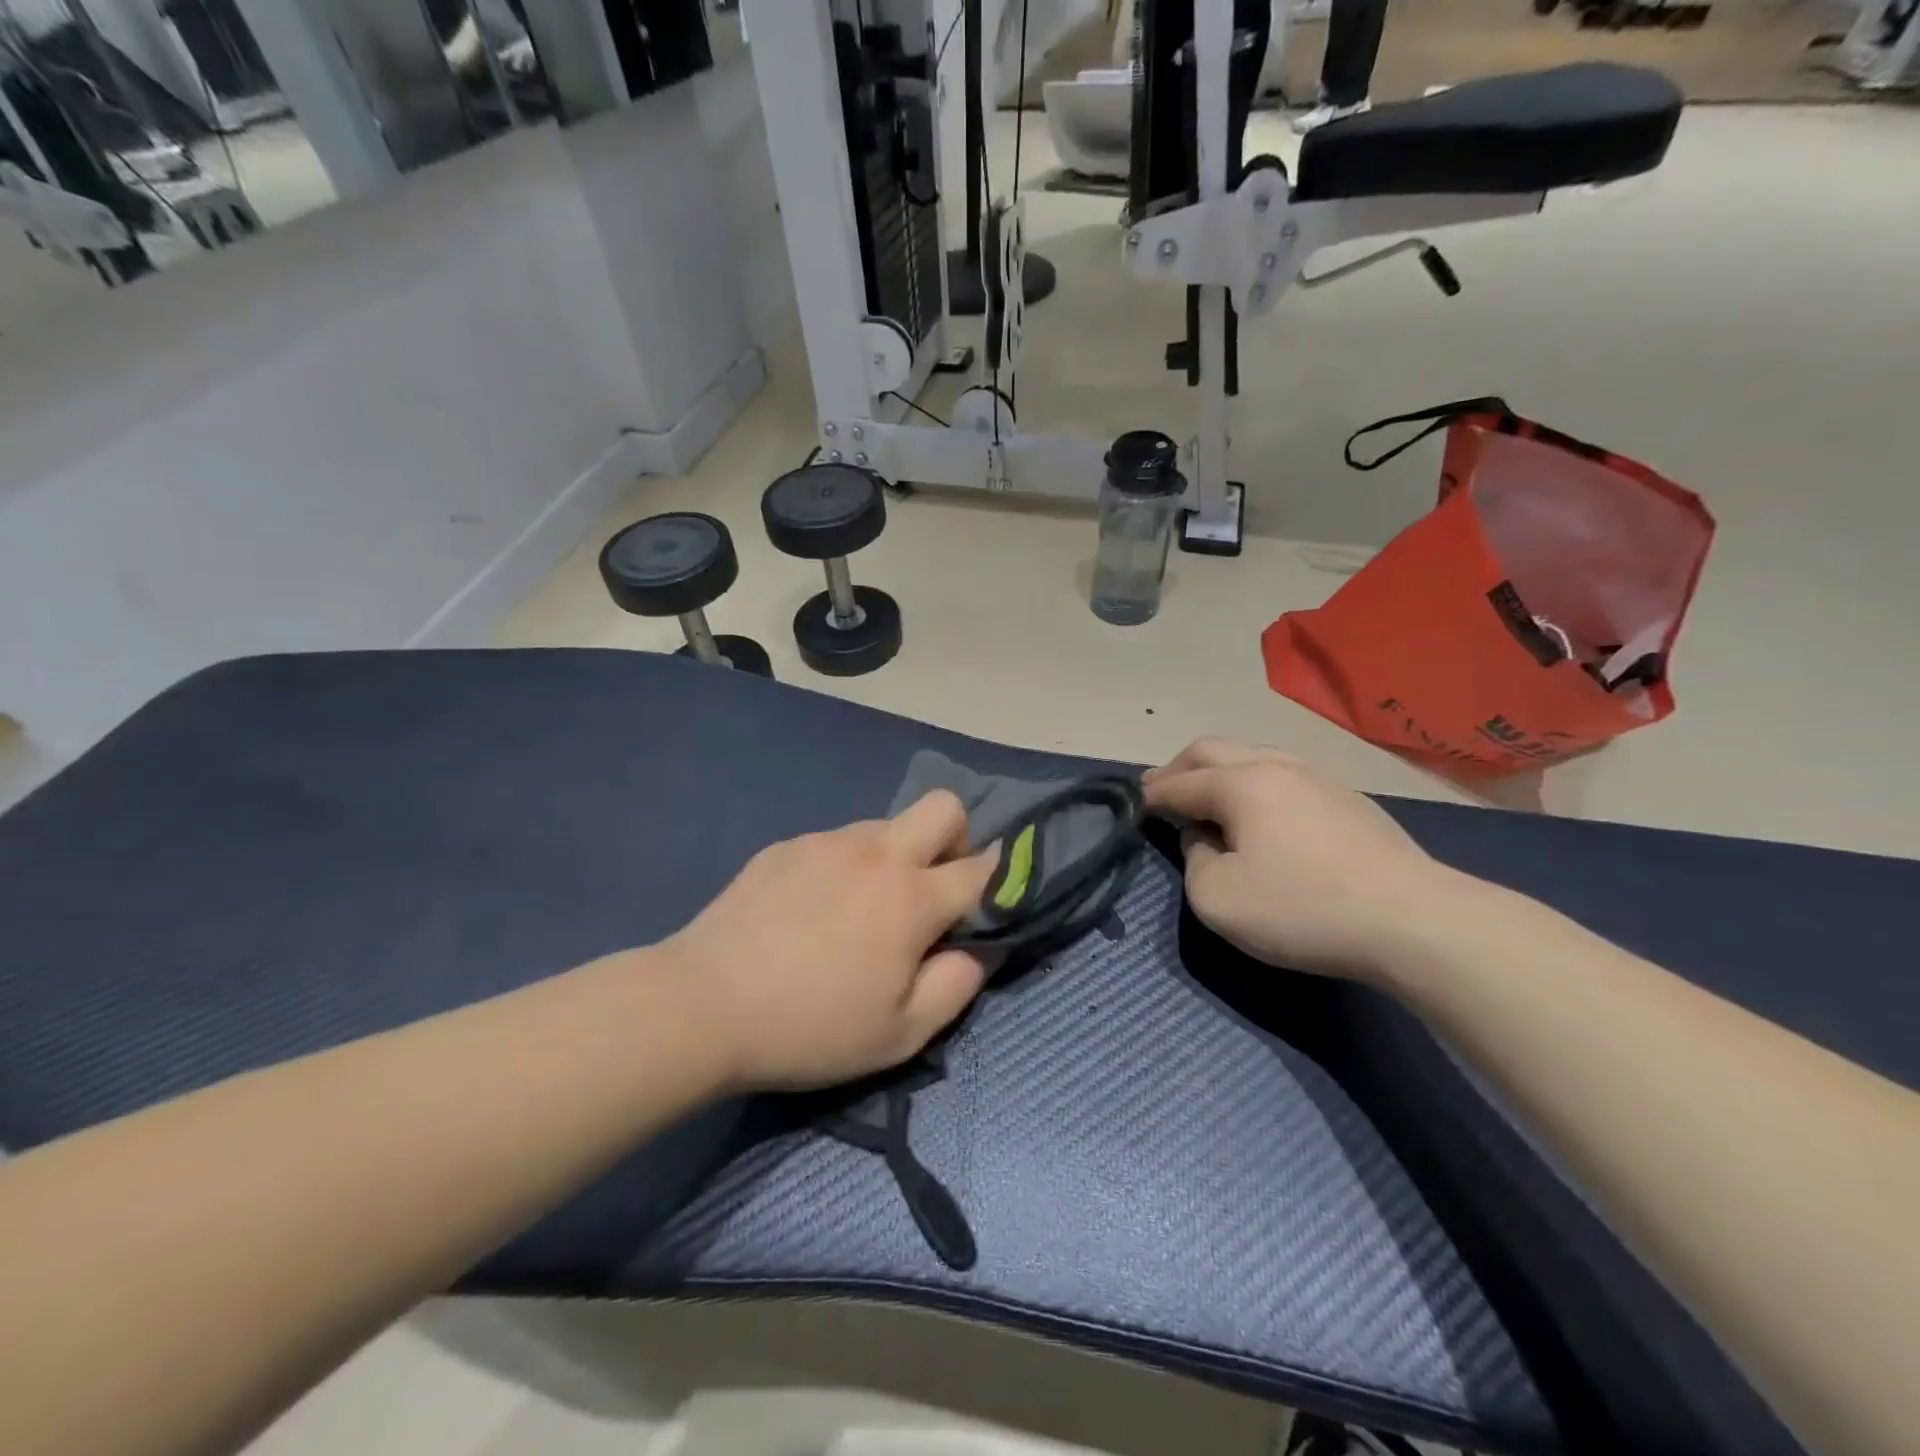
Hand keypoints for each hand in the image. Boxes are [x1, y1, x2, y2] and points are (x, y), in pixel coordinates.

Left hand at [661, 793, 997, 1090]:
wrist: (703, 1005)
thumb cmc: (810, 1027)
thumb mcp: (900, 1035)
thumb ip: (957, 986)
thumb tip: (978, 949)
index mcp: (912, 897)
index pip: (982, 868)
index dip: (1000, 879)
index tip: (991, 899)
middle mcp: (877, 853)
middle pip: (944, 807)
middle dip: (956, 839)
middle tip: (930, 892)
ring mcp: (827, 842)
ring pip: (886, 826)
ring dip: (894, 858)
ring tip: (857, 911)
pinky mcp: (787, 845)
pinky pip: (836, 843)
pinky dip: (844, 867)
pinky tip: (809, 912)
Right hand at [1143, 738, 1448, 979]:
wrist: (1413, 920)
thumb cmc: (1303, 908)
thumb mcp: (1219, 900)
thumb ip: (1194, 862)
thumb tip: (1203, 840)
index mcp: (1240, 783)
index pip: (1180, 782)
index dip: (1152, 794)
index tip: (1134, 804)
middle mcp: (1276, 766)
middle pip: (1212, 749)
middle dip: (1179, 767)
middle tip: (1159, 789)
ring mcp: (1317, 777)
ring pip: (1253, 754)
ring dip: (1219, 770)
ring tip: (1207, 796)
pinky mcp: (1347, 799)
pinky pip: (1283, 774)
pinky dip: (1253, 783)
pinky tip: (1259, 810)